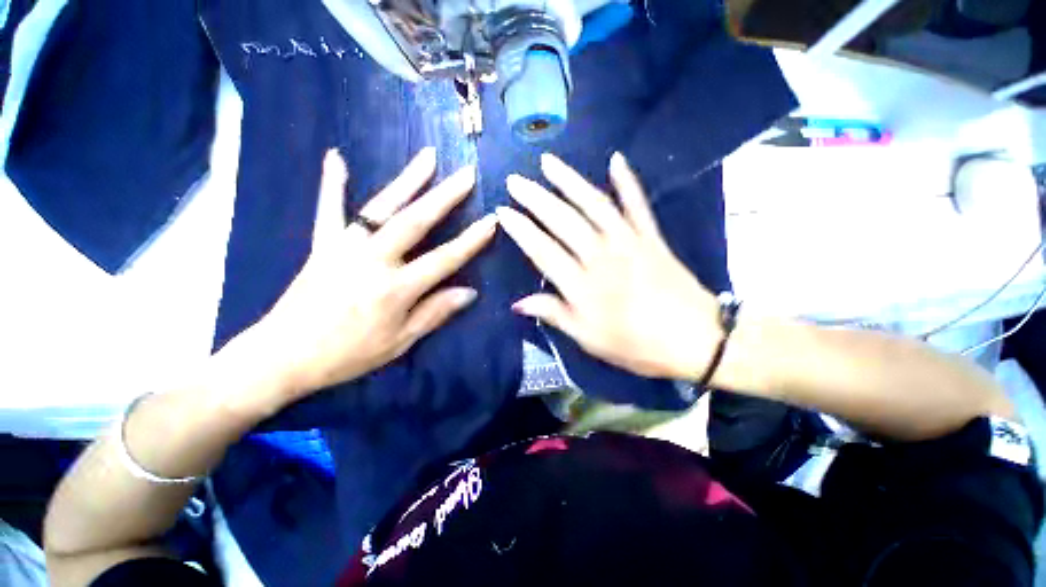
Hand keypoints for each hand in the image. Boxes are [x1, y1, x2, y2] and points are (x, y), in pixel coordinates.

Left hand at [230, 148, 495, 408]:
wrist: (283, 356)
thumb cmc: (348, 354)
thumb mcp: (400, 342)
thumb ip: (435, 313)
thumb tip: (469, 292)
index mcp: (397, 289)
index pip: (445, 258)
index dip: (471, 240)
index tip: (491, 220)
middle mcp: (374, 261)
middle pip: (416, 221)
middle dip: (445, 196)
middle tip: (466, 174)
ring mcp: (345, 248)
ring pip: (381, 208)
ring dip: (406, 180)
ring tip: (427, 156)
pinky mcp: (322, 245)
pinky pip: (328, 209)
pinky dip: (331, 183)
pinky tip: (336, 156)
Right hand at [496, 153, 721, 380]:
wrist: (697, 340)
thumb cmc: (638, 346)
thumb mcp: (589, 340)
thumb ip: (554, 315)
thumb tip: (518, 303)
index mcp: (583, 286)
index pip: (543, 250)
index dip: (521, 230)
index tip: (502, 212)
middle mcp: (602, 256)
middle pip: (563, 221)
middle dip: (536, 198)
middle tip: (515, 180)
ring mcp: (629, 242)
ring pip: (594, 204)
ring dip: (569, 181)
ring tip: (548, 162)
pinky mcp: (651, 237)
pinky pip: (637, 204)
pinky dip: (627, 181)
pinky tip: (616, 159)